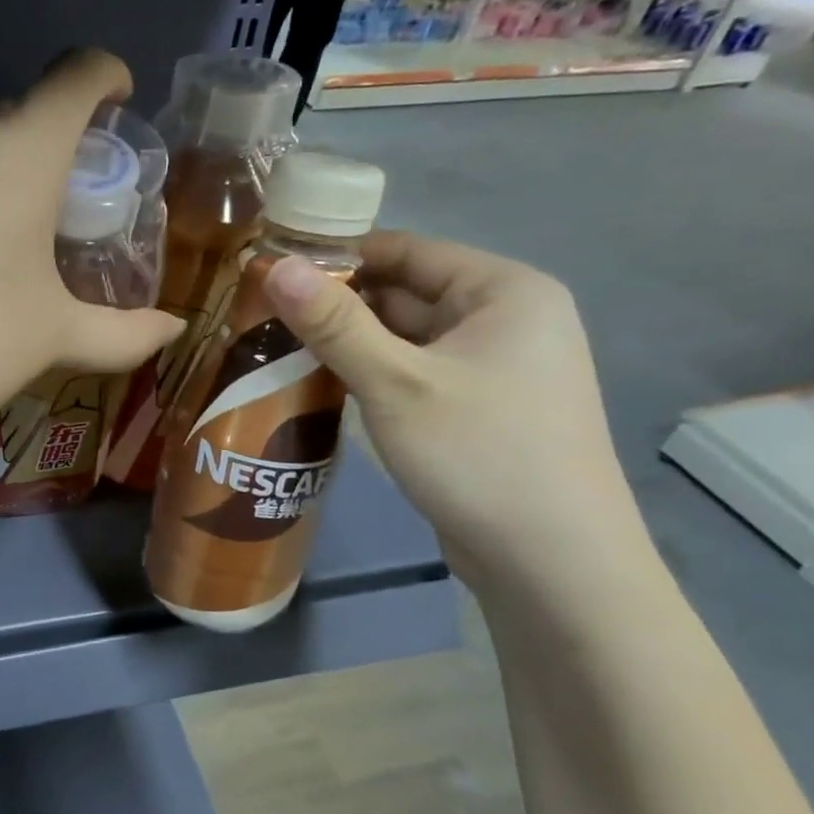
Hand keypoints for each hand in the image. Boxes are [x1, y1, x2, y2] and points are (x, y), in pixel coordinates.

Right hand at [264, 231, 640, 585]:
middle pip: (404, 292)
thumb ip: (333, 323)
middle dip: (336, 305)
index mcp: (503, 291)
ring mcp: (494, 368)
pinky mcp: (477, 409)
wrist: (552, 563)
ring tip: (274, 349)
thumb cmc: (479, 454)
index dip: (337, 256)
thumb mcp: (395, 383)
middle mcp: (505, 319)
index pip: (406, 250)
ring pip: (404, 338)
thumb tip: (274, 266)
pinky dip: (370, 374)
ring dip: (347, 343)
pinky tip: (319, 386)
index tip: (271, 271)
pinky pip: (413, 373)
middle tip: (261, 316)